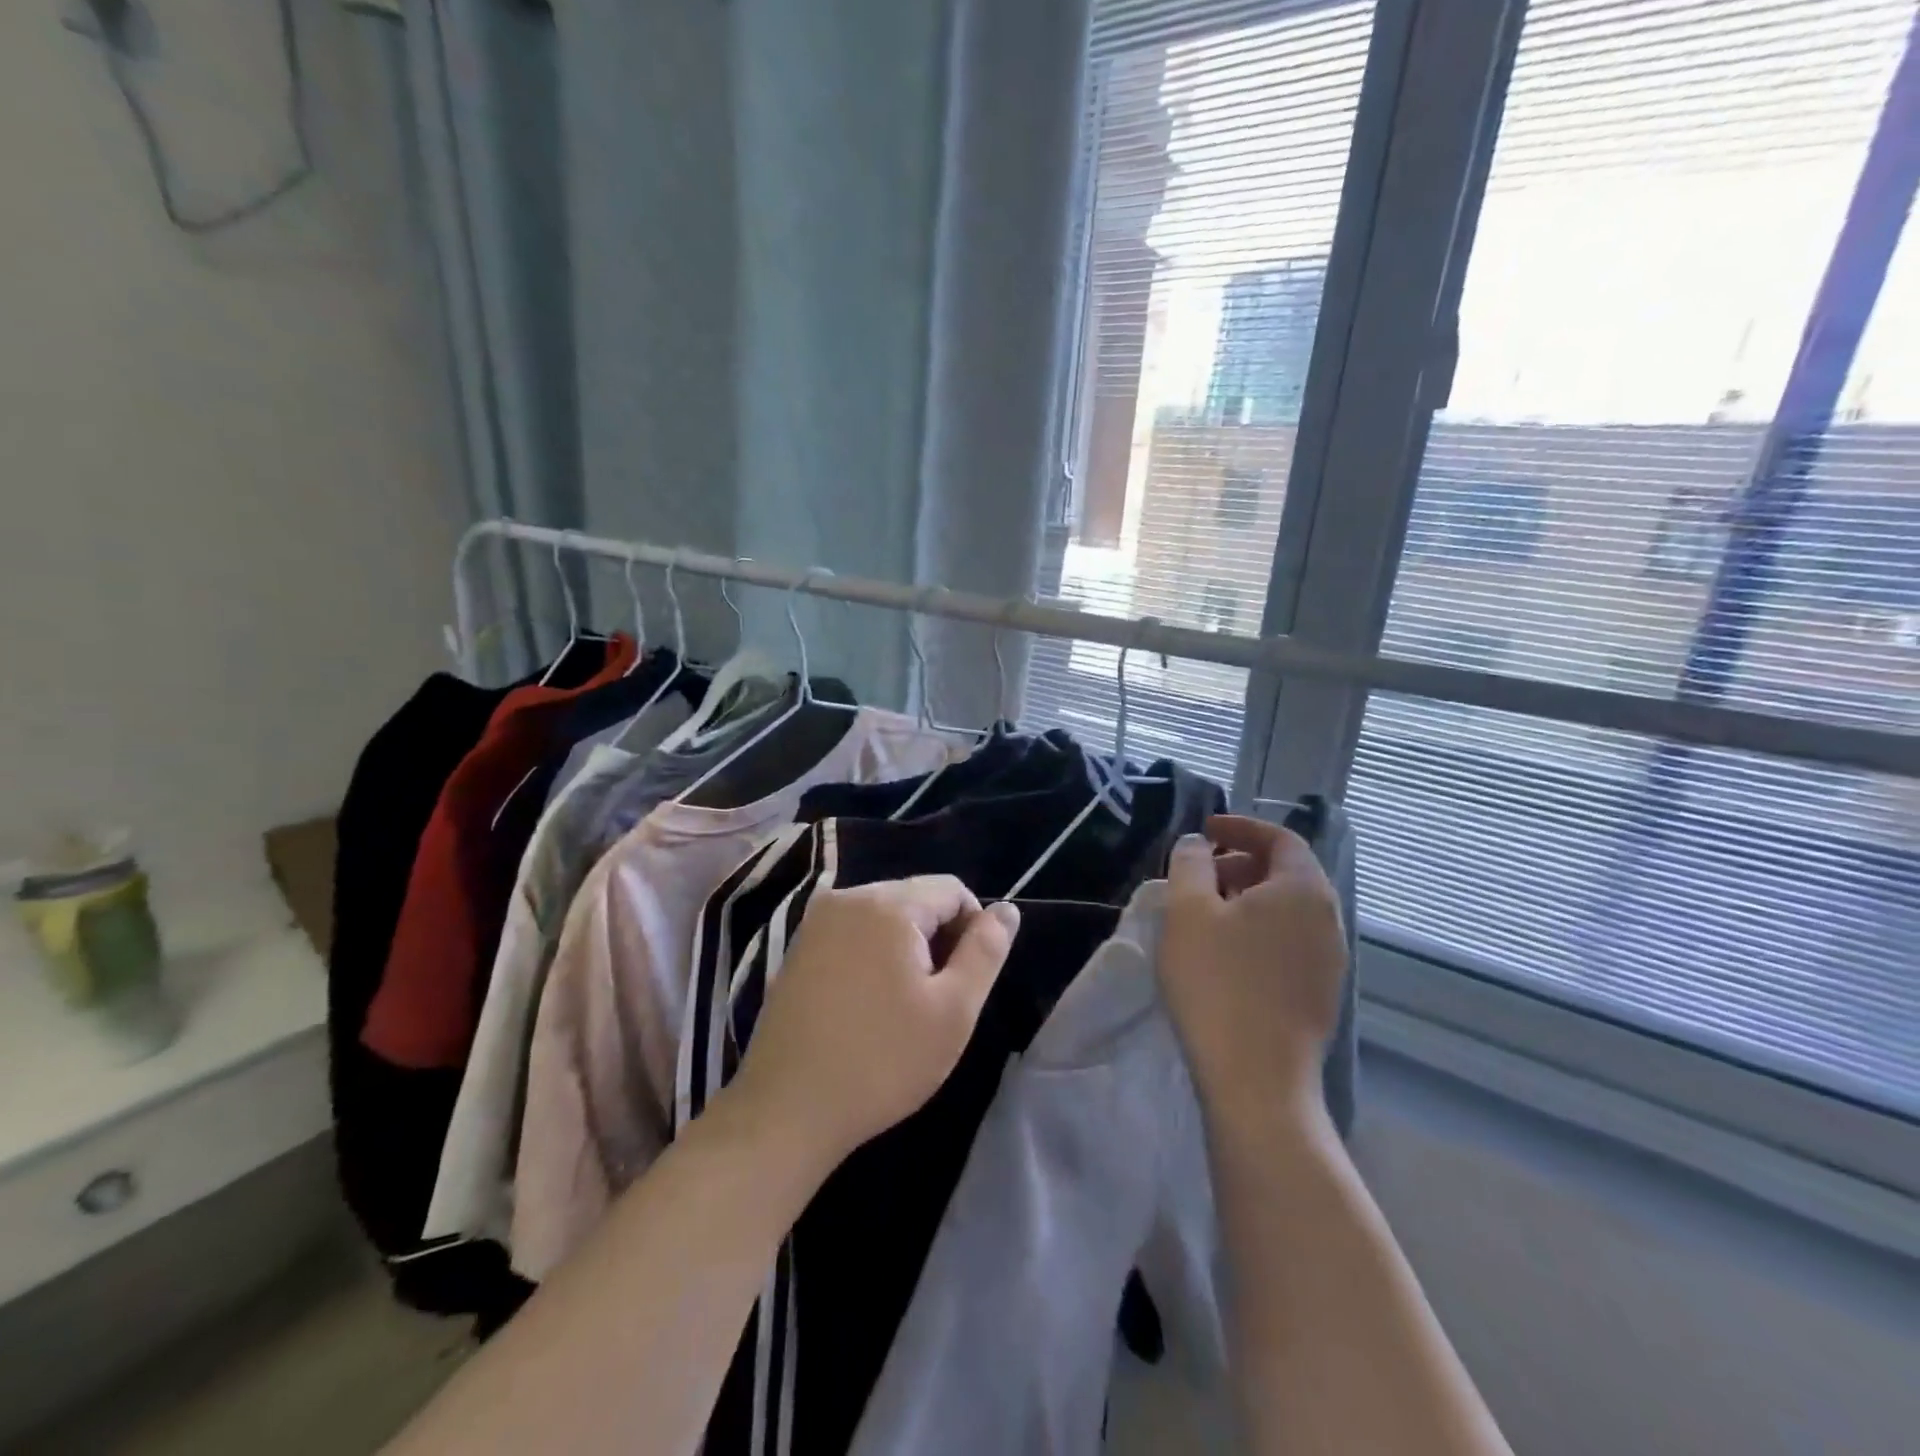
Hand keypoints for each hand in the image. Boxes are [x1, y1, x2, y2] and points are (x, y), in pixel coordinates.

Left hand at [726, 877, 1018, 1171]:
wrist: (786, 1109)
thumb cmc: (882, 1061)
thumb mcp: (953, 1010)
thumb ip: (985, 951)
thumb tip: (1006, 909)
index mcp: (887, 904)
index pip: (951, 890)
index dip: (972, 929)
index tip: (964, 981)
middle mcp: (847, 897)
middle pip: (915, 898)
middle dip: (936, 938)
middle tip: (934, 999)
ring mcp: (816, 922)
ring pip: (883, 916)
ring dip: (904, 948)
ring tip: (901, 1005)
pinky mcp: (797, 948)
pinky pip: (852, 933)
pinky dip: (871, 955)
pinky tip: (866, 1004)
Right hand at [1160, 815, 1347, 1130]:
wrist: (1257, 1080)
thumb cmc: (1217, 983)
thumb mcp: (1187, 911)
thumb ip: (1189, 863)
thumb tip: (1198, 844)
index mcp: (1303, 889)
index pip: (1280, 838)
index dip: (1241, 827)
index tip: (1206, 830)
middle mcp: (1328, 918)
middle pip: (1287, 872)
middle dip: (1241, 862)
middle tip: (1199, 873)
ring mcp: (1329, 960)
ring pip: (1288, 910)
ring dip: (1249, 898)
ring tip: (1206, 912)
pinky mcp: (1319, 994)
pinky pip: (1289, 941)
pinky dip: (1259, 929)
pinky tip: (1226, 953)